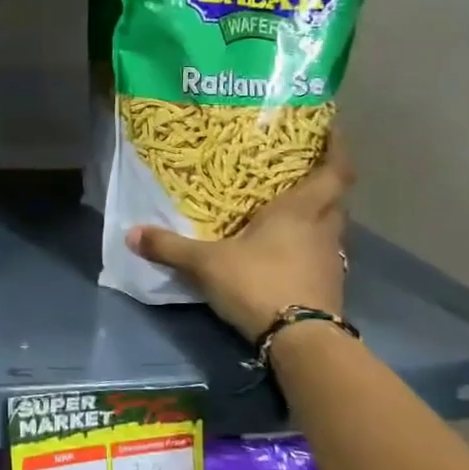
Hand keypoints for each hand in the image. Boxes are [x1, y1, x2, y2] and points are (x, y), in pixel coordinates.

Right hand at [127, 138, 352, 341]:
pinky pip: (323, 253)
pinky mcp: (329, 285)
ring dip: (317, 215)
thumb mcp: (206, 263)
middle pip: (336, 197)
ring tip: (289, 210)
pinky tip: (287, 251)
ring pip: (331, 226)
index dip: (338, 147)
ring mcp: (331, 260)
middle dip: (324, 181)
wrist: (301, 341)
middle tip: (300, 170)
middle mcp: (324, 229)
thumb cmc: (259, 283)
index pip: (336, 169)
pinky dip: (310, 246)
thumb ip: (170, 247)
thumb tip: (130, 233)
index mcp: (301, 209)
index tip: (331, 129)